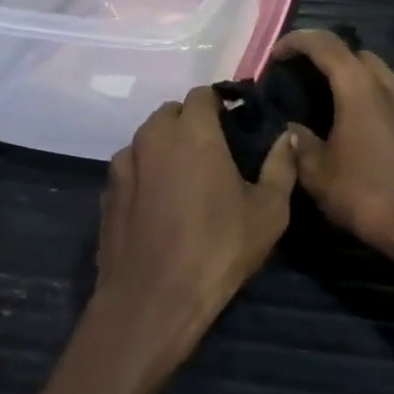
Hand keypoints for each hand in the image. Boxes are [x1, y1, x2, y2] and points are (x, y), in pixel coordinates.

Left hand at [92, 86, 295, 384]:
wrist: (152, 299)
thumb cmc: (218, 249)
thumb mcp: (269, 211)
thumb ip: (281, 166)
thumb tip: (287, 138)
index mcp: (192, 131)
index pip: (203, 94)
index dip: (221, 104)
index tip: (236, 125)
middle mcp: (152, 136)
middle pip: (172, 113)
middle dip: (192, 123)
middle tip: (215, 153)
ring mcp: (123, 164)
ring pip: (148, 139)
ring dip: (166, 147)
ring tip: (186, 180)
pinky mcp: (106, 192)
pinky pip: (131, 168)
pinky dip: (146, 174)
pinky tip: (159, 206)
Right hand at [271, 31, 393, 262]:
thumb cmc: (363, 192)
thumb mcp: (315, 171)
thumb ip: (298, 141)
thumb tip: (290, 128)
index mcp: (359, 87)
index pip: (325, 44)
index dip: (296, 41)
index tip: (275, 56)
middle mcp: (386, 84)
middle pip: (353, 51)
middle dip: (324, 54)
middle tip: (299, 73)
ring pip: (374, 70)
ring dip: (348, 72)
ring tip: (323, 94)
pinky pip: (386, 91)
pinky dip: (365, 91)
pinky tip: (350, 118)